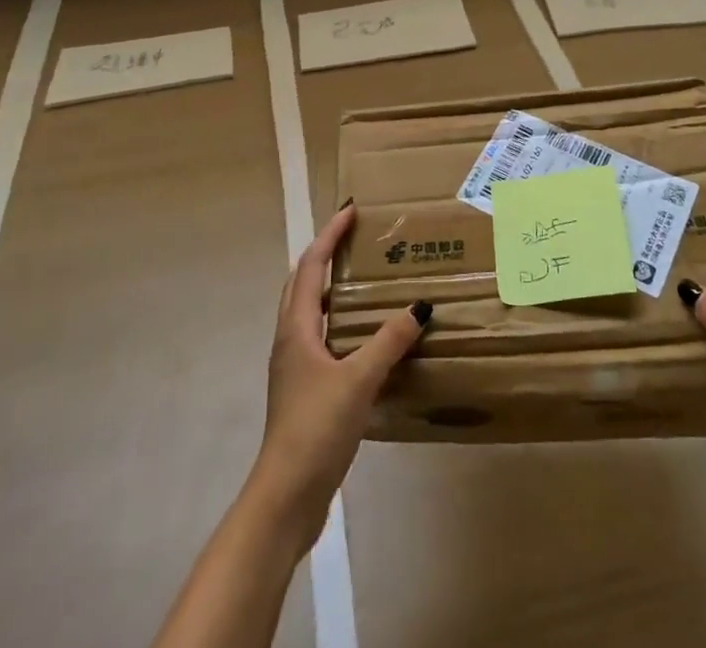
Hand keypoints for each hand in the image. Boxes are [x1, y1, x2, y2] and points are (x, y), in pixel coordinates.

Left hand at [246, 202, 430, 552]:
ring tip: (359, 279)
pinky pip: (319, 337)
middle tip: (353, 239)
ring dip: (328, 288)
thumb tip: (420, 305)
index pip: (312, 266)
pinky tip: (361, 337)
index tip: (350, 210)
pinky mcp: (302, 390)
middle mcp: (290, 339)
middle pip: (302, 283)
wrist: (286, 496)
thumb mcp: (359, 379)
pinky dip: (336, 321)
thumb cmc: (316, 428)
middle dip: (324, 254)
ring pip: (308, 311)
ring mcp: (293, 366)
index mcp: (297, 328)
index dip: (329, 235)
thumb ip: (390, 341)